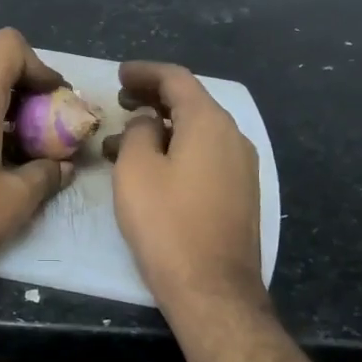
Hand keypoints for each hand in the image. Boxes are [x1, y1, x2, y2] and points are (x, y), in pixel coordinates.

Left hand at [0, 28, 75, 286]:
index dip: (39, 66)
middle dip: (30, 95)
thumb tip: (64, 166)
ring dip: (10, 115)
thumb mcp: (17, 199)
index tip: (55, 102)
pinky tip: (1, 167)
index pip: (8, 46)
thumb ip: (47, 173)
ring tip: (31, 153)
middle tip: (52, 131)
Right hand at [104, 61, 265, 312]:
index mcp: (209, 123)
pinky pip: (206, 155)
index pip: (177, 79)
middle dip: (153, 98)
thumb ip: (139, 132)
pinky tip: (153, 168)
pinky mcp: (241, 193)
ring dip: (162, 128)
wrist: (213, 289)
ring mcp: (242, 167)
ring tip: (124, 141)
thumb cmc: (167, 224)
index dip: (145, 72)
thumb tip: (149, 122)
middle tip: (121, 102)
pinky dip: (178, 149)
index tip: (119, 75)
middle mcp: (233, 137)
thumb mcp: (136, 170)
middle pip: (191, 103)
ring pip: (198, 132)